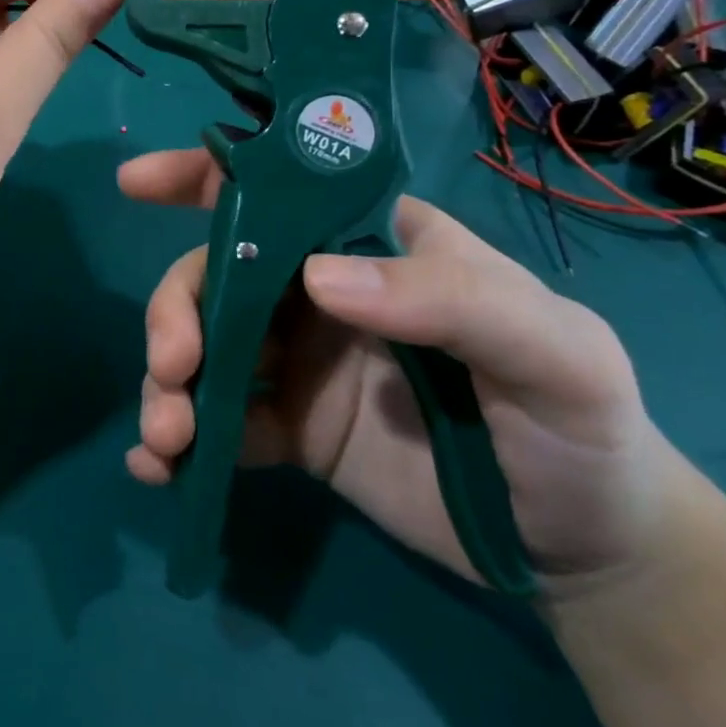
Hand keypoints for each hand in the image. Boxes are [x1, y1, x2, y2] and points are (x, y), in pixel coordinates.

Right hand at [120, 149, 676, 589]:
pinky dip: (179, 439)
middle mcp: (319, 290)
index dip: (201, 174)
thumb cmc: (578, 424)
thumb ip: (448, 300)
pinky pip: (219, 421)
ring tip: (165, 436)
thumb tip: (318, 280)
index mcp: (368, 244)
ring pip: (203, 345)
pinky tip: (158, 469)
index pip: (276, 188)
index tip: (136, 183)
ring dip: (167, 382)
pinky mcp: (289, 428)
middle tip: (171, 367)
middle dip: (175, 310)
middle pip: (216, 273)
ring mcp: (298, 359)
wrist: (588, 552)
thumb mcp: (550, 351)